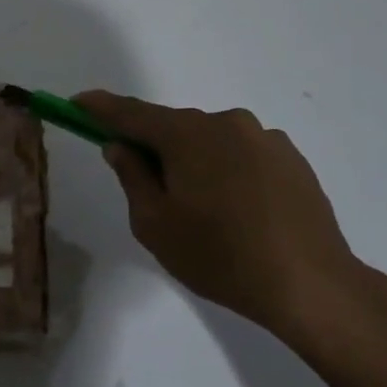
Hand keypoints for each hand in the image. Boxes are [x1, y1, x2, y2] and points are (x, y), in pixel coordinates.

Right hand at [74, 91, 365, 339]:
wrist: (309, 282)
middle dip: (154, 148)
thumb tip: (122, 146)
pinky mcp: (292, 159)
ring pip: (211, 142)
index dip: (100, 108)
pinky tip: (237, 212)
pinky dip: (227, 172)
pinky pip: (242, 156)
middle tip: (148, 190)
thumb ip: (132, 177)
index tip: (77, 103)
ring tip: (201, 212)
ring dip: (195, 163)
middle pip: (175, 128)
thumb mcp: (155, 224)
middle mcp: (228, 123)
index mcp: (188, 135)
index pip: (132, 113)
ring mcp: (265, 139)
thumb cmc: (218, 255)